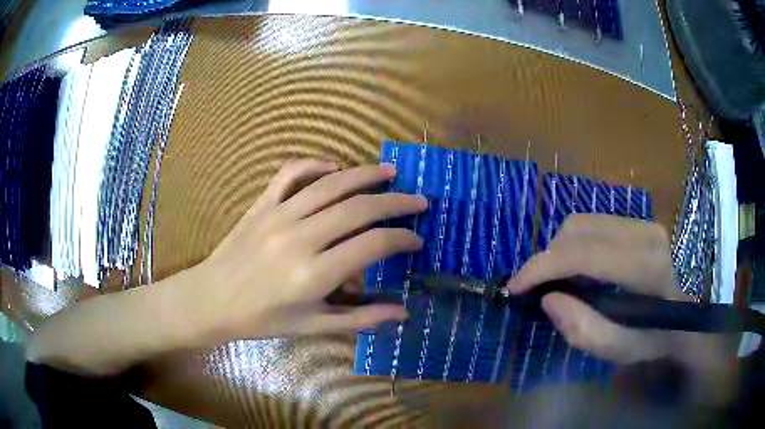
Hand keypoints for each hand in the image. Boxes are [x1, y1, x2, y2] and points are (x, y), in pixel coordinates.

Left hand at [189, 160, 426, 342]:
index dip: (401, 239)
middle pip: (358, 209)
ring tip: (390, 171)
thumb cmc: (262, 319)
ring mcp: (278, 215)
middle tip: (419, 200)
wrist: (212, 300)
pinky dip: (315, 164)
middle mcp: (299, 238)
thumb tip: (403, 312)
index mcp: (313, 274)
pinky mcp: (261, 204)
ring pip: (330, 184)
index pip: (372, 245)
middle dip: (395, 202)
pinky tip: (334, 167)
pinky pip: (291, 173)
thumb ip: (361, 318)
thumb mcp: (313, 326)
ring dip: (365, 174)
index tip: (417, 239)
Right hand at [506, 214, 685, 363]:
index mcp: (646, 267)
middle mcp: (645, 233)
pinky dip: (573, 245)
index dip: (543, 267)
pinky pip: (592, 224)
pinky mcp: (637, 221)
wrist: (680, 317)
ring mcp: (642, 222)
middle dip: (547, 259)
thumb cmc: (652, 339)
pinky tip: (574, 268)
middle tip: (534, 290)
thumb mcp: (619, 351)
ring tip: (554, 281)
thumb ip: (585, 330)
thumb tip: (548, 300)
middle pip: (579, 231)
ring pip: (582, 223)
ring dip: (559, 251)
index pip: (585, 254)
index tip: (515, 287)